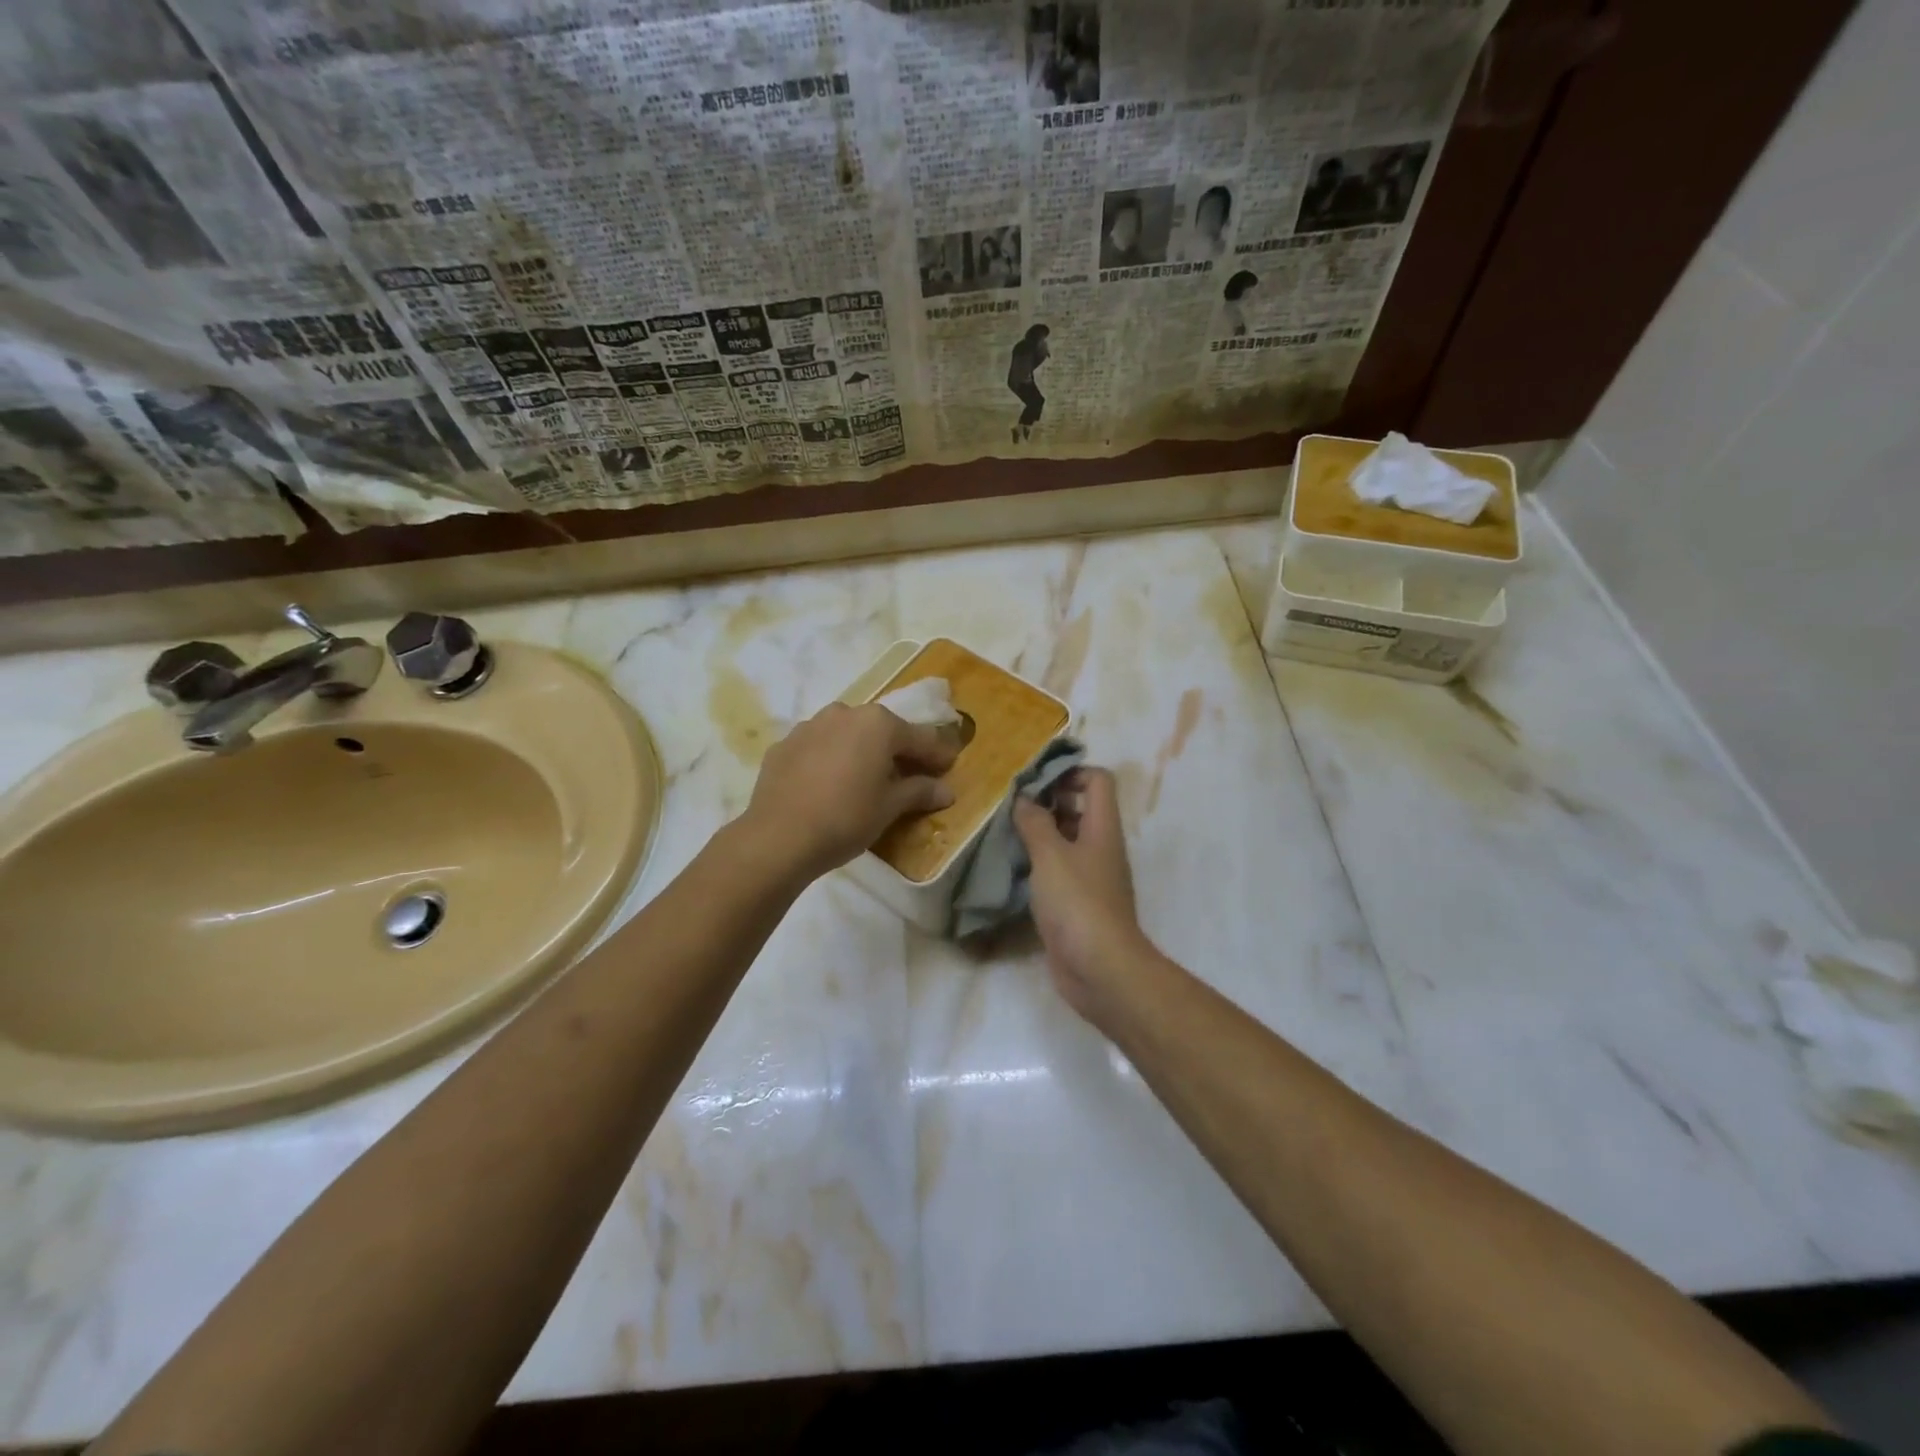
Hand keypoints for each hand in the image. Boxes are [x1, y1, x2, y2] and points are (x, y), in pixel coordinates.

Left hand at [741, 703, 958, 880]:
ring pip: (846, 735)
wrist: (778, 837)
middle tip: (908, 774)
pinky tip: (829, 785)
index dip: (937, 754)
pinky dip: (830, 760)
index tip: (949, 767)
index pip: (919, 738)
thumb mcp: (890, 807)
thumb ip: (919, 792)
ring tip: (865, 779)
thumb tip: (946, 791)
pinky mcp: (783, 745)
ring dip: (860, 752)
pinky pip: (818, 748)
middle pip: (881, 731)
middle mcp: (844, 714)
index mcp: (878, 724)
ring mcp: (809, 726)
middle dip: (897, 751)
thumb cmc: (846, 818)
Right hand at [1013, 767, 1155, 1018]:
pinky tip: (1012, 868)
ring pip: (1067, 841)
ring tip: (1005, 832)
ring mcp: (1091, 877)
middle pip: (1081, 808)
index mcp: (1102, 828)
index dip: (1070, 772)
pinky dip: (1038, 864)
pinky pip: (1058, 871)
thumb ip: (1035, 822)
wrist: (1100, 969)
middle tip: (1011, 805)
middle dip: (1048, 801)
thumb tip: (1024, 798)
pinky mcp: (1078, 904)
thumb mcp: (1050, 855)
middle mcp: (1101, 847)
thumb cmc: (1078, 903)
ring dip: (1040, 833)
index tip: (1035, 779)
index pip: (1098, 780)